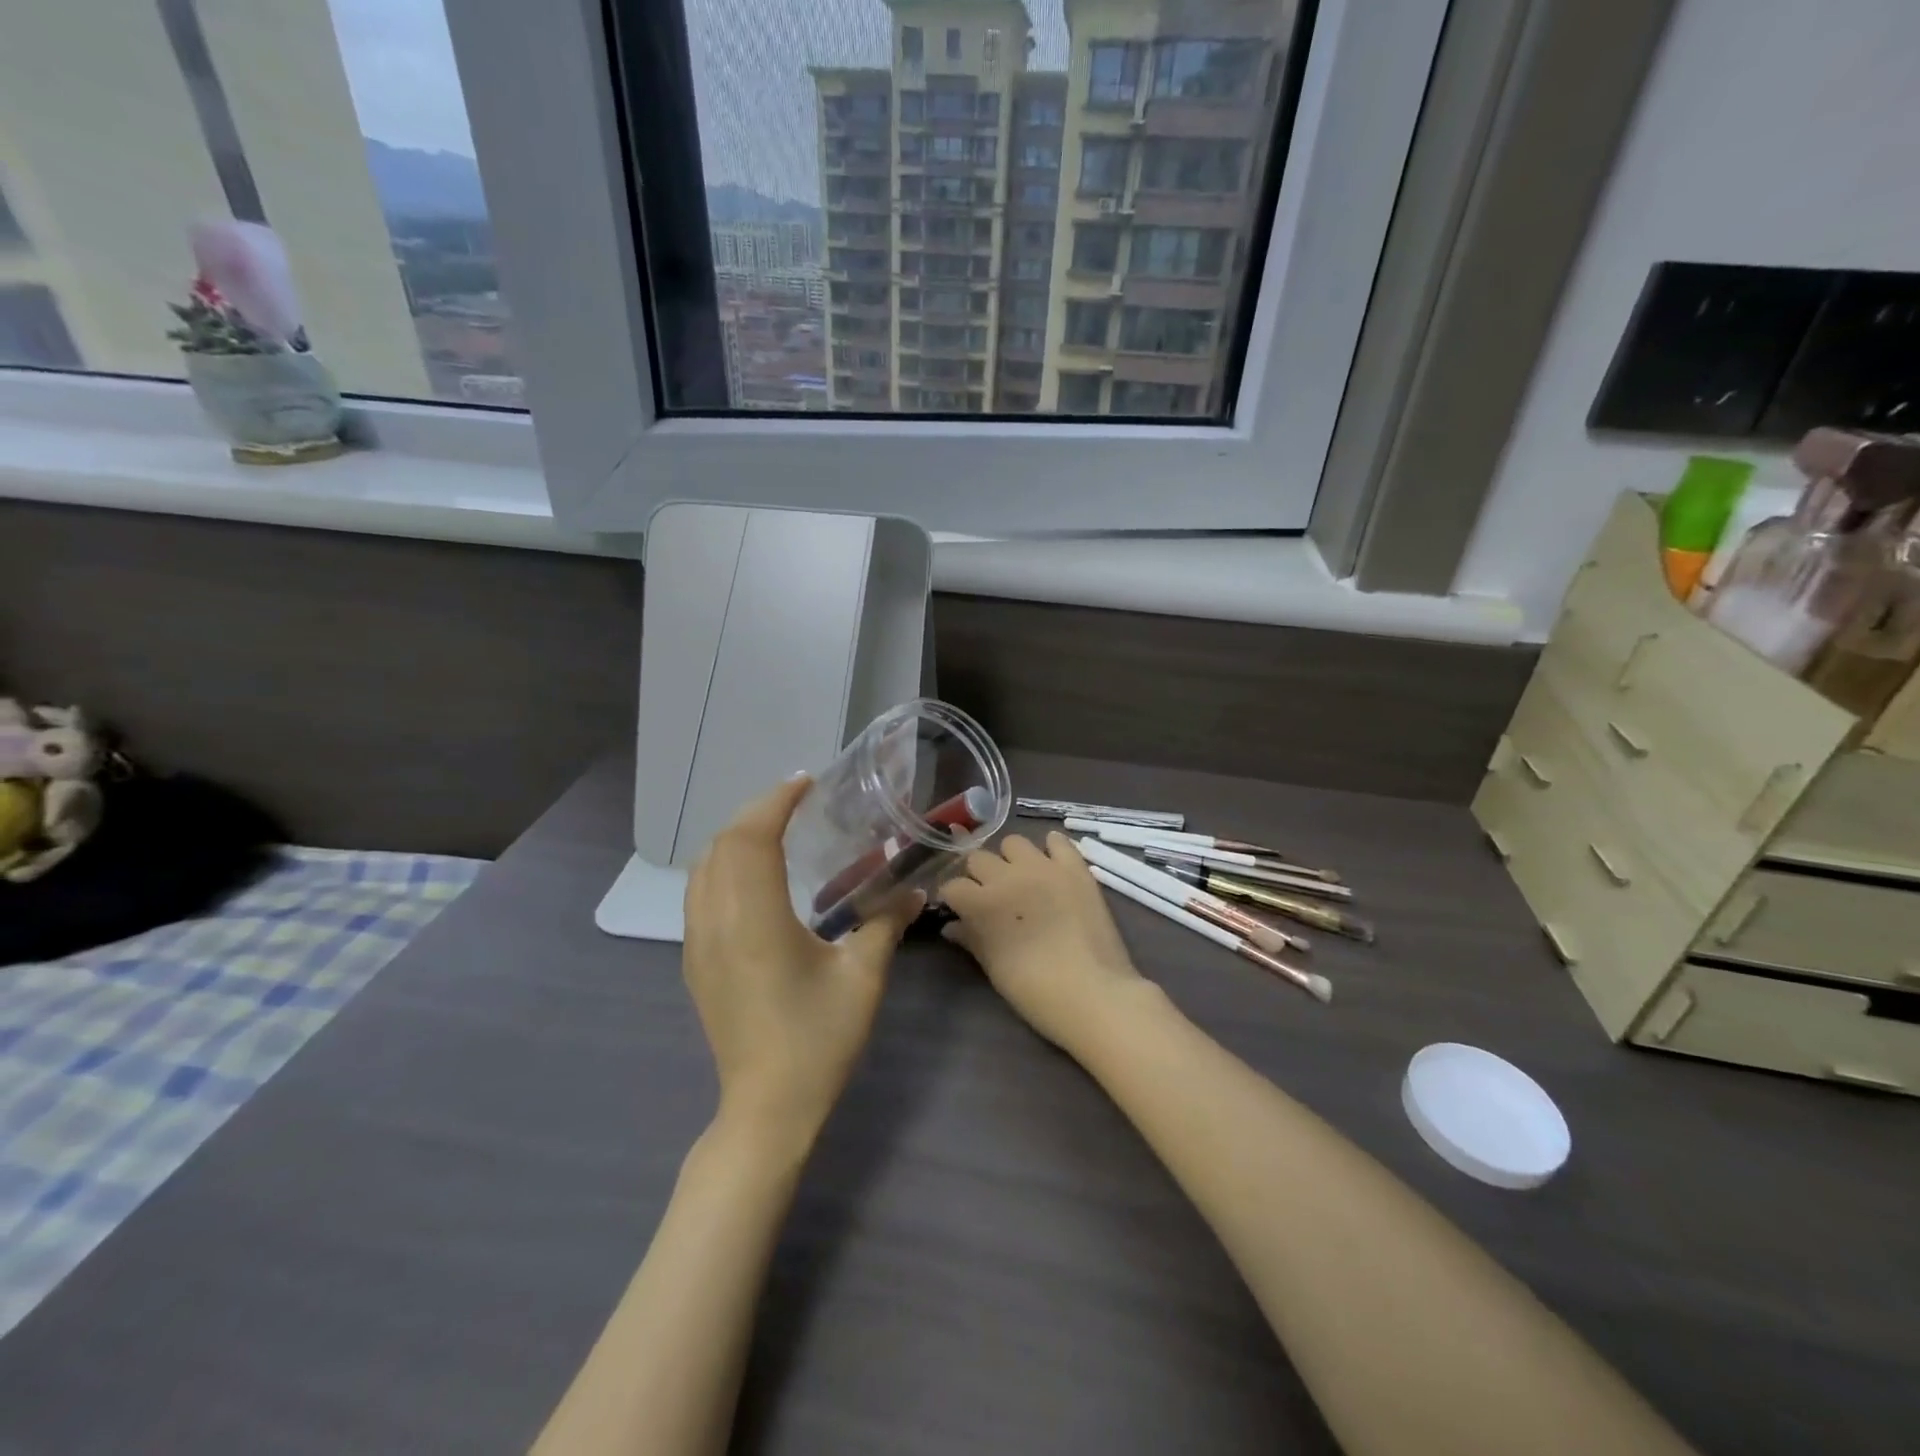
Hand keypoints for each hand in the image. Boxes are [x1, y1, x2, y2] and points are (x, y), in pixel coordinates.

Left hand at [683, 776, 922, 1148]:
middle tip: (797, 801)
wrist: (766, 1108)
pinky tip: (755, 876)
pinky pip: (699, 892)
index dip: (775, 802)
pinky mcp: (695, 961)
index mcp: (754, 921)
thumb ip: (886, 923)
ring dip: (736, 836)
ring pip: (703, 867)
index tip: (806, 783)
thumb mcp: (863, 978)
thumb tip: (916, 890)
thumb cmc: (817, 1041)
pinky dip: (723, 864)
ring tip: (776, 829)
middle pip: (722, 844)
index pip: (751, 839)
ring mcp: (697, 942)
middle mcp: (716, 922)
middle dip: (756, 811)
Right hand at [940, 832, 1153, 1054]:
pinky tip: (1051, 864)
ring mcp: (1043, 867)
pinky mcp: (1074, 868)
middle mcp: (1007, 876)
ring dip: (1010, 859)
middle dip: (978, 875)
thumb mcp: (994, 969)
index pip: (952, 886)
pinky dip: (1051, 848)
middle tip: (989, 895)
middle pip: (978, 858)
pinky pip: (1058, 841)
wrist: (1094, 993)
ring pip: (1013, 842)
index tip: (959, 910)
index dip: (953, 899)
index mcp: (981, 903)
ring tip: (1020, 878)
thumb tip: (951, 926)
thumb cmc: (1036, 992)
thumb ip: (971, 940)